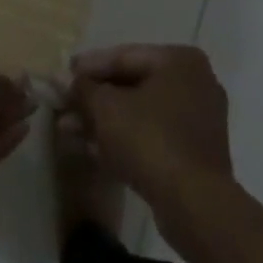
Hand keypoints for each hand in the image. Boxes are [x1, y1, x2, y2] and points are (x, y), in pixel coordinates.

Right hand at [67, 44, 233, 208]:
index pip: (124, 56)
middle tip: (64, 106)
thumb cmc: (150, 140)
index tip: (62, 76)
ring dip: (106, 120)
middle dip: (95, 98)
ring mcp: (199, 119)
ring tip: (70, 129)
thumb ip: (83, 89)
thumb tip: (64, 80)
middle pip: (133, 84)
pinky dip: (126, 138)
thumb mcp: (106, 108)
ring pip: (141, 112)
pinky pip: (154, 134)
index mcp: (179, 60)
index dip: (88, 67)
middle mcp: (195, 82)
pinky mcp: (197, 153)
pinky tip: (94, 149)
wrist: (195, 206)